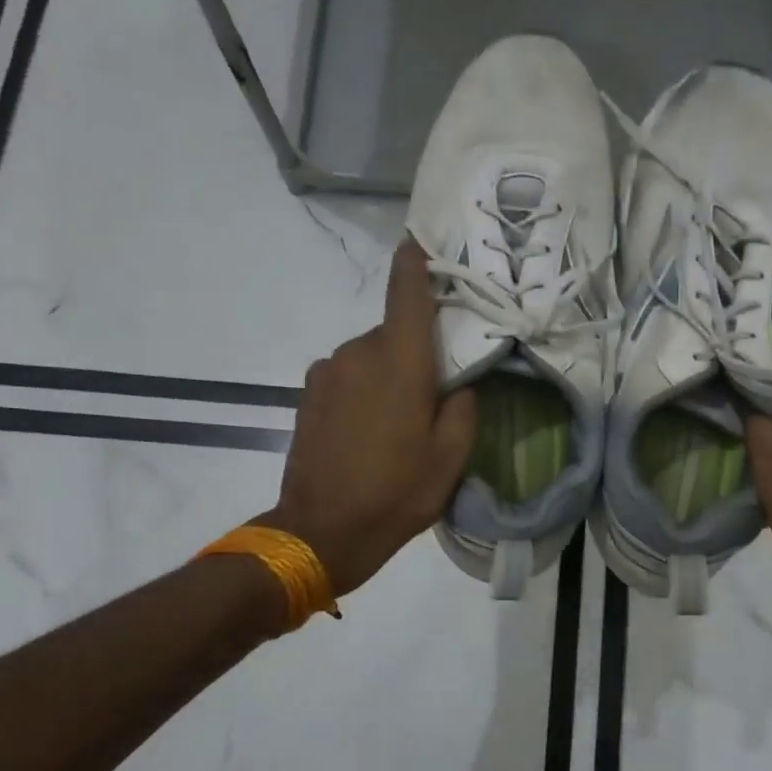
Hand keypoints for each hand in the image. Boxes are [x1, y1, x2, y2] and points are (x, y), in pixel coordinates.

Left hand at [258, 238, 475, 596]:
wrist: (321, 530)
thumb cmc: (397, 492)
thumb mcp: (452, 457)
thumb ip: (463, 406)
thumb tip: (458, 383)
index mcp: (400, 362)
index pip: (407, 294)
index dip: (414, 263)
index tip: (419, 240)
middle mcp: (359, 353)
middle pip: (395, 332)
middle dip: (416, 351)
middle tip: (435, 391)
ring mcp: (328, 371)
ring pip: (371, 356)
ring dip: (388, 374)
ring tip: (399, 422)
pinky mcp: (308, 393)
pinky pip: (348, 375)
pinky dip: (364, 389)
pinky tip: (369, 430)